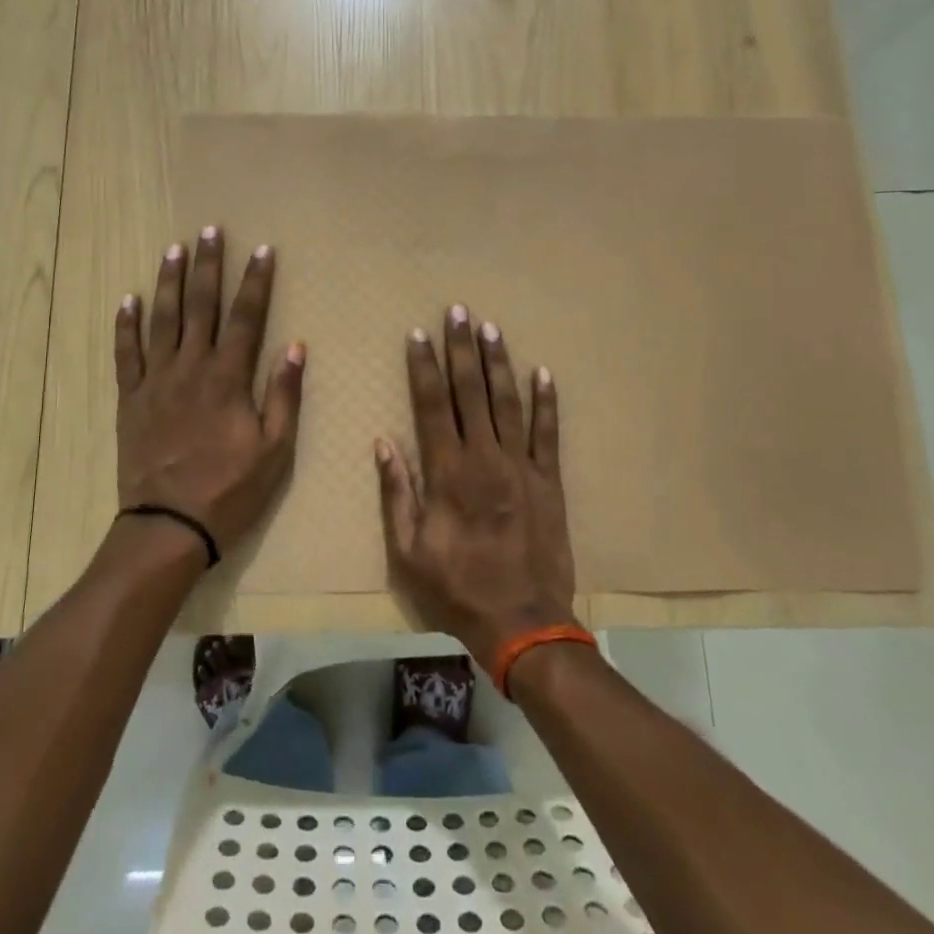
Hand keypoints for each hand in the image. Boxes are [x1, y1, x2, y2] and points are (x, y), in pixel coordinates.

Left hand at [115, 225, 304, 555]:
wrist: (169, 525)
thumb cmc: (230, 490)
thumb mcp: (274, 450)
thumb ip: (283, 395)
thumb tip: (295, 346)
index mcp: (228, 378)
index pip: (246, 318)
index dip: (256, 281)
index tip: (262, 250)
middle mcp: (190, 368)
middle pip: (200, 306)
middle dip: (208, 266)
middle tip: (210, 230)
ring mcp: (155, 381)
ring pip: (162, 320)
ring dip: (169, 282)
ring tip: (174, 249)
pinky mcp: (130, 399)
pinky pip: (125, 354)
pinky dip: (126, 325)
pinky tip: (128, 299)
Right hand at [376, 306, 578, 666]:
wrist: (523, 622)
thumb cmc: (457, 589)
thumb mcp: (408, 551)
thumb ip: (396, 494)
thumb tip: (384, 443)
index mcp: (447, 472)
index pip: (432, 405)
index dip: (423, 367)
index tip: (418, 334)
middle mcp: (485, 457)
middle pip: (470, 392)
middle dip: (461, 349)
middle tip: (459, 311)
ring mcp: (522, 466)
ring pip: (507, 402)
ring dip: (498, 363)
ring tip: (491, 328)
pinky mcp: (550, 480)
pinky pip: (548, 433)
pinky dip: (546, 402)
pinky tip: (543, 373)